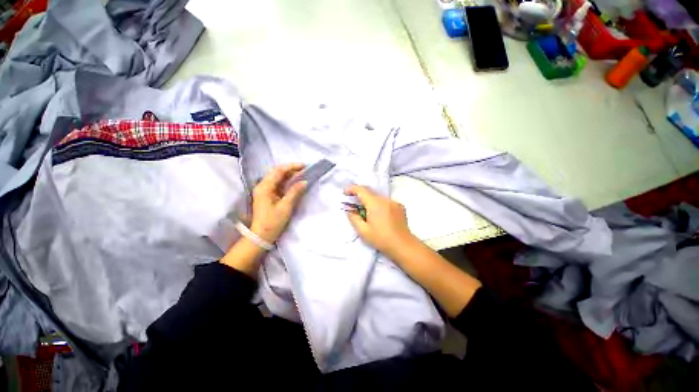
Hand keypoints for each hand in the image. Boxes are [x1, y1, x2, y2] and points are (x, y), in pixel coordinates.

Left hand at [250, 163, 306, 243]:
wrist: (261, 236)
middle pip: (277, 172)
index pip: (278, 171)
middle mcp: (263, 186)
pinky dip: (287, 182)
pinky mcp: (268, 195)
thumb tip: (305, 181)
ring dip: (290, 175)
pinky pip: (278, 184)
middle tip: (305, 170)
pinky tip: (295, 183)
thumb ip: (295, 192)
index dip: (292, 167)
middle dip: (291, 170)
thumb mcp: (285, 207)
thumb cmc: (273, 222)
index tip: (304, 166)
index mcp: (264, 187)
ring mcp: (265, 191)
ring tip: (302, 175)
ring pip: (278, 178)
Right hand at [345, 185, 415, 257]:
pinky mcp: (400, 206)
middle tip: (354, 205)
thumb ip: (353, 218)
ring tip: (367, 213)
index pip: (361, 190)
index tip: (345, 192)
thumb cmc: (381, 239)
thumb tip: (349, 209)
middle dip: (360, 196)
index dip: (352, 189)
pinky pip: (386, 201)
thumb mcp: (363, 231)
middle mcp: (385, 199)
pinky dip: (380, 204)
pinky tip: (380, 215)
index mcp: (375, 203)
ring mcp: (394, 202)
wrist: (403, 245)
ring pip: (378, 197)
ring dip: (370, 201)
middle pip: (370, 192)